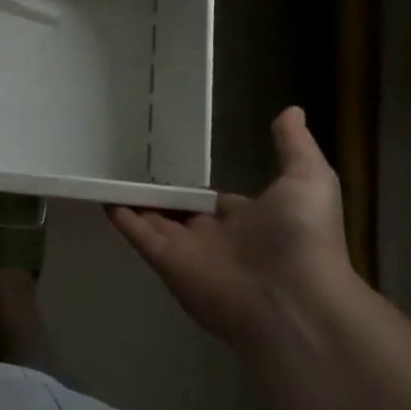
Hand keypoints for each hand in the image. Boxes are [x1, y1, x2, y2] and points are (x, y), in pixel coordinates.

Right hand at [109, 107, 352, 347]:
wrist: (294, 300)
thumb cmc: (302, 237)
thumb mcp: (309, 180)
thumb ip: (294, 145)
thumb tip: (292, 109)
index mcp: (249, 221)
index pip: (216, 201)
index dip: (198, 185)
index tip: (177, 164)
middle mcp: (216, 237)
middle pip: (180, 211)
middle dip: (161, 194)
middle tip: (133, 165)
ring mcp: (188, 251)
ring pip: (154, 220)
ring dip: (134, 201)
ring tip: (107, 174)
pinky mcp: (166, 262)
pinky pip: (138, 234)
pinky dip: (120, 216)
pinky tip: (101, 195)